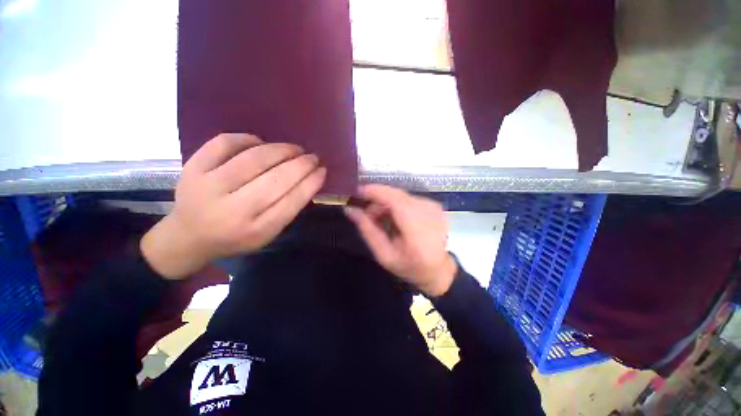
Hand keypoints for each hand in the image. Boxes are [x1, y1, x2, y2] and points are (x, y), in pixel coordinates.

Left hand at [141, 133, 325, 278]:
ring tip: (294, 149)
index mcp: (255, 231)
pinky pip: (225, 143)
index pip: (291, 202)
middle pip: (276, 180)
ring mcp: (208, 187)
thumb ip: (287, 209)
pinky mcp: (192, 168)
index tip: (322, 171)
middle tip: (312, 157)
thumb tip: (308, 179)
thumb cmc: (235, 237)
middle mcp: (233, 210)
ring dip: (281, 150)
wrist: (188, 236)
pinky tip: (261, 143)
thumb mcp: (266, 233)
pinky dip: (248, 139)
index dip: (311, 183)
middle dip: (301, 165)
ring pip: (254, 159)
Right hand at [344, 185, 456, 296]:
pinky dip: (396, 205)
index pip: (394, 199)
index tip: (356, 192)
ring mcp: (433, 206)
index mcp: (417, 228)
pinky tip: (393, 219)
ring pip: (401, 196)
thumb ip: (367, 230)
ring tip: (379, 220)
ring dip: (386, 204)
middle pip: (396, 195)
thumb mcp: (384, 255)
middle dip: (377, 200)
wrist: (439, 270)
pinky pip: (408, 199)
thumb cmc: (410, 267)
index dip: (374, 191)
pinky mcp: (434, 205)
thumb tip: (350, 210)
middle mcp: (428, 212)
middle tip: (365, 214)